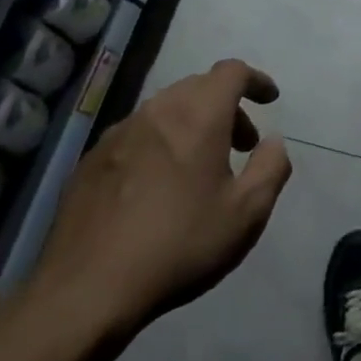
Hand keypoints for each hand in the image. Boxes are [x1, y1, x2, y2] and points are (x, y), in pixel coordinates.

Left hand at [25, 59, 292, 344]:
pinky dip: (160, 143)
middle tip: (242, 144)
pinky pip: (137, 135)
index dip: (256, 80)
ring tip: (201, 167)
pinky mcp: (91, 160)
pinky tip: (158, 186)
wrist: (87, 288)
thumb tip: (273, 142)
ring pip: (165, 110)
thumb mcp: (247, 213)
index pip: (232, 72)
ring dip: (192, 124)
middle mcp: (156, 112)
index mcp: (198, 116)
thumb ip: (271, 168)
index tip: (270, 101)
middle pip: (198, 87)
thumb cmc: (179, 244)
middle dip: (226, 106)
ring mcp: (118, 134)